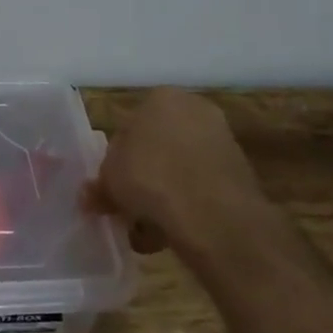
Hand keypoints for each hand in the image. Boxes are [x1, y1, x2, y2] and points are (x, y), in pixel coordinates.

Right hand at [83, 88, 270, 265]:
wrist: (214, 215)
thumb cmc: (151, 178)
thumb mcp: (109, 178)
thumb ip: (100, 183)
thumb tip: (91, 195)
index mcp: (161, 98)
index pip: (130, 124)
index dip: (118, 157)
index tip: (112, 183)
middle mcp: (195, 110)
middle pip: (157, 147)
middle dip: (142, 177)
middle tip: (126, 205)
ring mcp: (222, 141)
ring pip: (179, 170)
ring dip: (163, 196)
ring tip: (146, 230)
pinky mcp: (240, 174)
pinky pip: (201, 189)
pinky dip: (187, 207)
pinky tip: (171, 234)